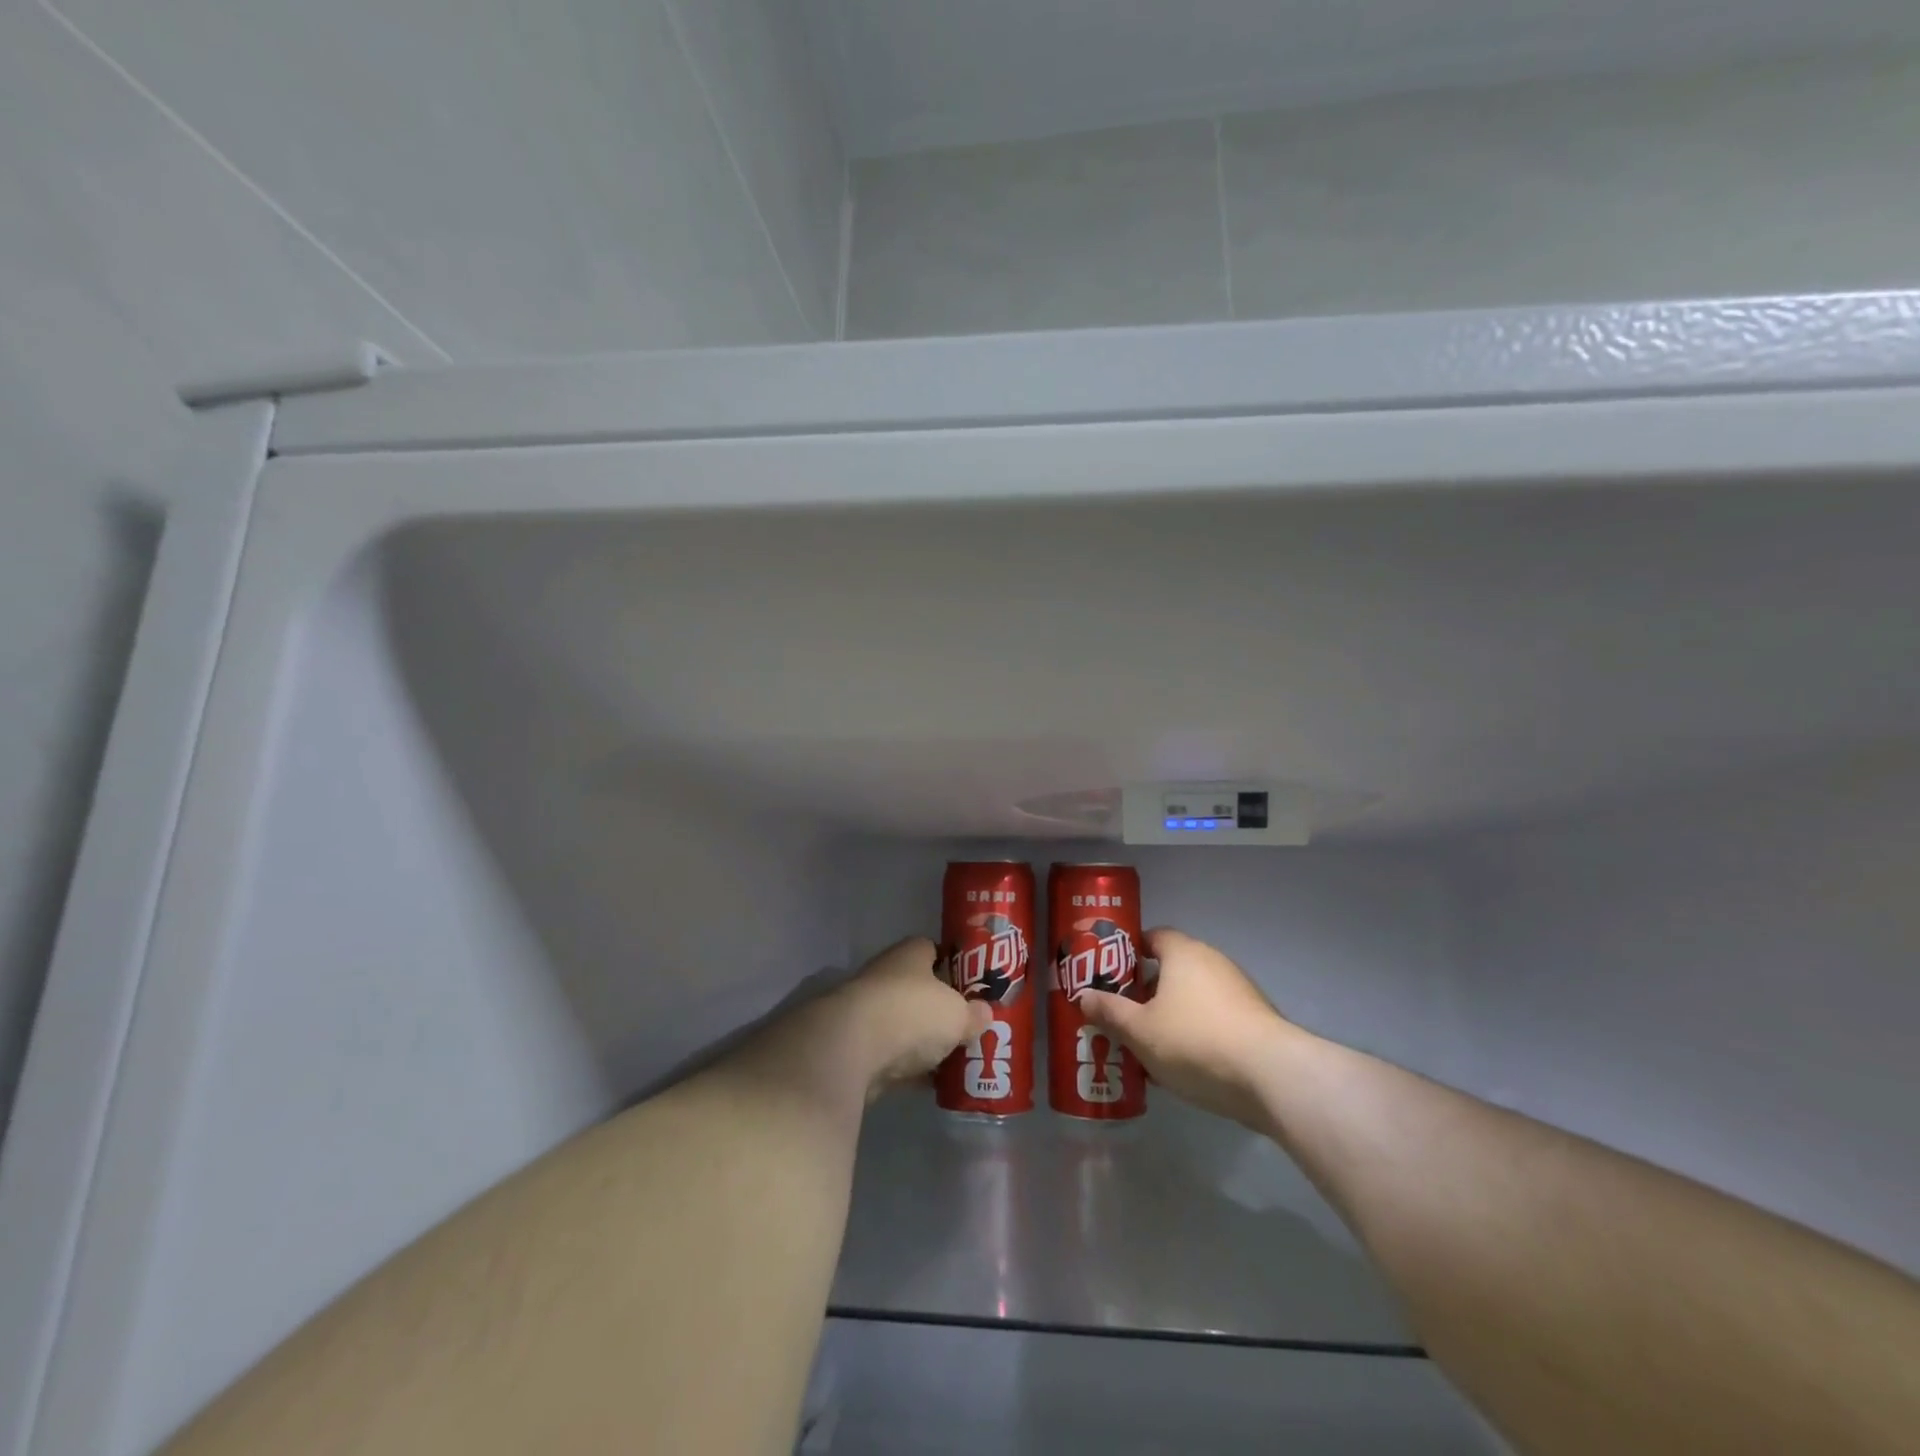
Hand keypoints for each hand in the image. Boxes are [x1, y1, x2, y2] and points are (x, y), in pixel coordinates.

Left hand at [811, 938, 989, 1099]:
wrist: (850, 1048)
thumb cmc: (911, 1013)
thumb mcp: (957, 1013)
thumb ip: (973, 1014)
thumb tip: (984, 1014)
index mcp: (910, 954)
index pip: (932, 949)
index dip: (953, 966)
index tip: (971, 986)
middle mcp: (886, 975)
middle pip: (918, 989)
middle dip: (939, 1009)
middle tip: (966, 1027)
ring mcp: (867, 1011)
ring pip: (904, 1023)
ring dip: (923, 1041)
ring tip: (954, 1058)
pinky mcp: (856, 1046)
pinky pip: (891, 1054)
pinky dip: (908, 1068)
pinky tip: (930, 1084)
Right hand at [1077, 928, 1293, 1130]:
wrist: (1271, 1076)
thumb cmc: (1195, 1041)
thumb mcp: (1140, 1031)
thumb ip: (1110, 1012)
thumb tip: (1084, 996)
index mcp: (1182, 953)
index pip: (1152, 937)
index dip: (1128, 952)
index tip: (1109, 974)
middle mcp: (1212, 962)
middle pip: (1171, 969)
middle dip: (1146, 992)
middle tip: (1122, 1015)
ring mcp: (1238, 991)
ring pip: (1192, 998)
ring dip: (1170, 1016)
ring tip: (1147, 1046)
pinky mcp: (1255, 1021)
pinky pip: (1214, 1019)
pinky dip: (1196, 1034)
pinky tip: (1182, 1066)